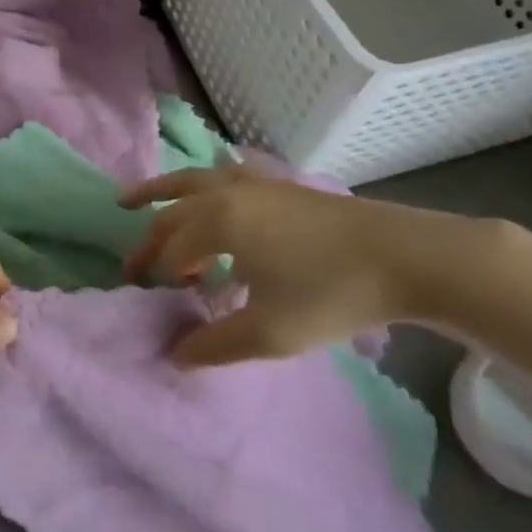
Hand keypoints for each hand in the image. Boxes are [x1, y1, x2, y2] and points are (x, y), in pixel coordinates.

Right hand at [120, 164, 510, 366]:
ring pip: (192, 180)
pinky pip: (224, 176)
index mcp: (217, 223)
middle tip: (131, 265)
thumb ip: (215, 344)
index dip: (155, 276)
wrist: (400, 256)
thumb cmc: (329, 293)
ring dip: (161, 192)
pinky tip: (210, 194)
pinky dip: (203, 185)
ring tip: (131, 199)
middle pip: (172, 212)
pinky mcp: (278, 184)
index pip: (170, 250)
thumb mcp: (269, 332)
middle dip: (148, 239)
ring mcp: (253, 183)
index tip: (149, 300)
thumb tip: (174, 354)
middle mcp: (225, 193)